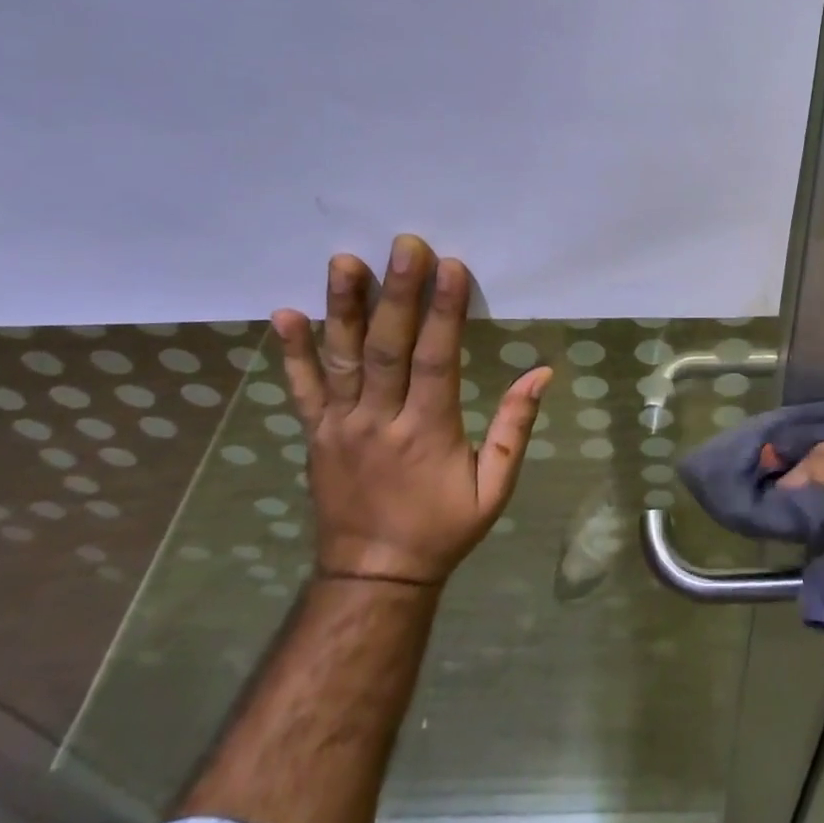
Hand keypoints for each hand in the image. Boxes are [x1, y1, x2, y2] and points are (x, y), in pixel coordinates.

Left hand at [272, 236, 552, 585]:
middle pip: (388, 348)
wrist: (372, 577)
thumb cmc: (441, 529)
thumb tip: (541, 372)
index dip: (443, 312)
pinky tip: (282, 314)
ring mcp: (340, 426)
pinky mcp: (316, 433)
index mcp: (427, 433)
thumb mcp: (494, 489)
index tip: (450, 266)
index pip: (437, 361)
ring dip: (341, 308)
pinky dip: (291, 352)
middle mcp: (379, 421)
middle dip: (397, 293)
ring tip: (343, 261)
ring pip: (341, 359)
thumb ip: (515, 429)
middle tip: (404, 245)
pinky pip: (302, 389)